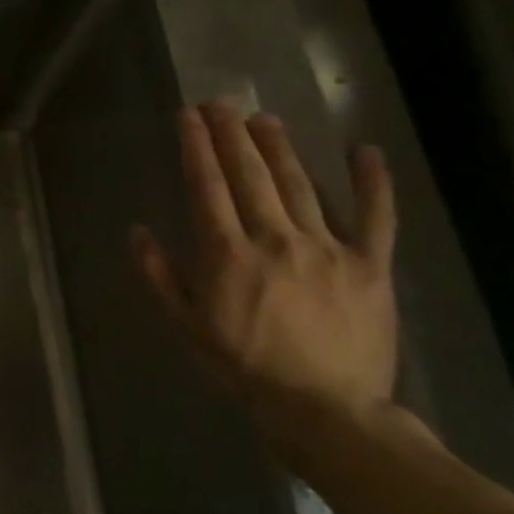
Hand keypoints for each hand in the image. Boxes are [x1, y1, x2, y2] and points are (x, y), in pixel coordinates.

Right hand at [131, 101, 400, 458]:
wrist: (325, 411)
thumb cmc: (244, 368)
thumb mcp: (185, 327)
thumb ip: (159, 276)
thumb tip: (137, 231)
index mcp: (227, 253)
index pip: (206, 186)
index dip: (195, 147)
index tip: (188, 117)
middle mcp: (275, 238)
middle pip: (250, 175)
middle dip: (232, 135)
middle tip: (220, 102)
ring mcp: (328, 248)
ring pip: (301, 185)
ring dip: (280, 148)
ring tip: (264, 118)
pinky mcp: (370, 265)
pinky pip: (376, 217)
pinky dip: (372, 183)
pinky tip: (364, 151)